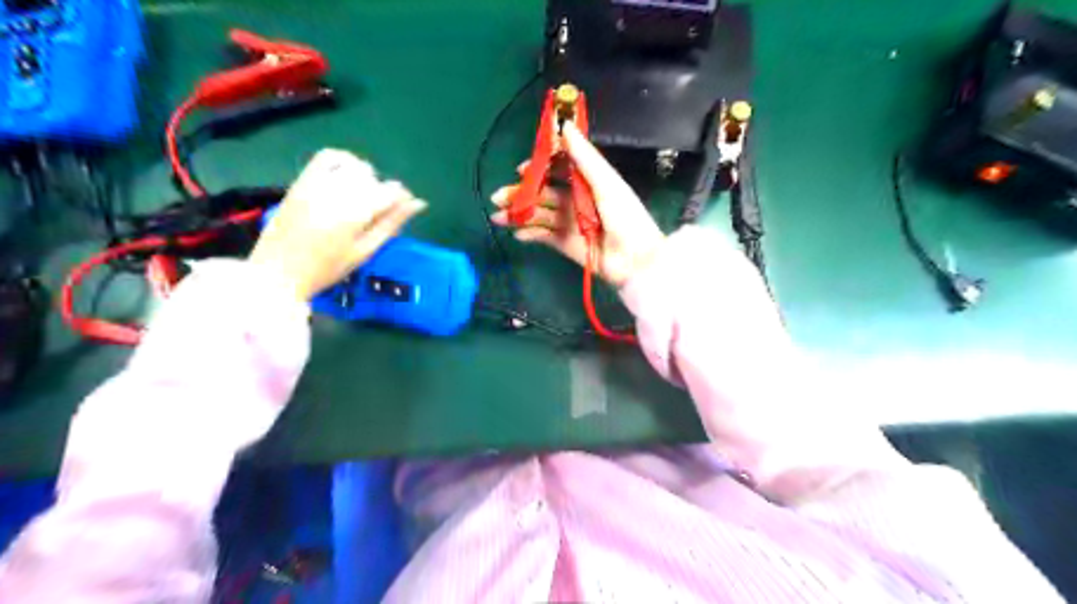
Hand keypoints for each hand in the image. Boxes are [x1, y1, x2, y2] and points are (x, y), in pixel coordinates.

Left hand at [249, 150, 428, 304]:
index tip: (403, 209)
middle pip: (373, 178)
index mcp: (355, 214)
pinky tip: (346, 175)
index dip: (401, 198)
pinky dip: (343, 160)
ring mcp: (316, 184)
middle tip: (377, 212)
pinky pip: (327, 157)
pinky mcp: (301, 181)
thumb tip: (418, 203)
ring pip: (353, 166)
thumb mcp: (365, 251)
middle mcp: (337, 193)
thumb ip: (391, 224)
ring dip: (364, 176)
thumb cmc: (328, 269)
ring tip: (361, 195)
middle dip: (382, 191)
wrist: (278, 272)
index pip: (390, 191)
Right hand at [492, 120, 666, 286]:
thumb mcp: (606, 183)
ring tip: (498, 217)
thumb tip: (565, 124)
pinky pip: (543, 236)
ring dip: (519, 214)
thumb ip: (584, 157)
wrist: (635, 260)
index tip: (521, 168)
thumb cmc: (625, 216)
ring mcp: (569, 222)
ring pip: (539, 213)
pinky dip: (530, 234)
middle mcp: (575, 200)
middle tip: (499, 197)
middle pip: (543, 192)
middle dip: (520, 193)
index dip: (539, 166)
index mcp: (587, 181)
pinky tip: (518, 233)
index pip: (558, 168)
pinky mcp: (565, 244)